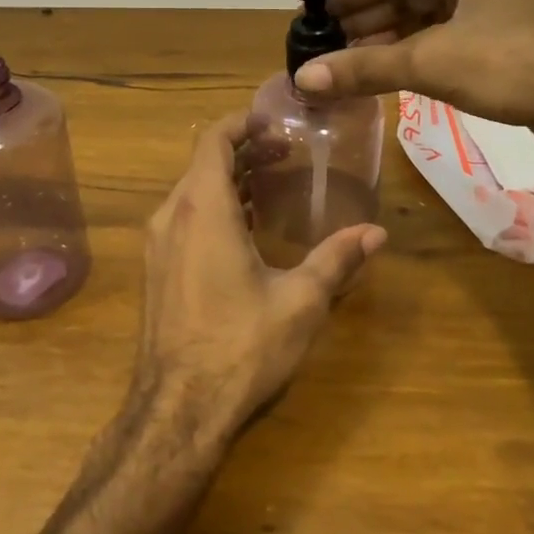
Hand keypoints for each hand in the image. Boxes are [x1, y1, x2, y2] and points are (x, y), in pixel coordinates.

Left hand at [133, 113, 385, 444]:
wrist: (177, 411)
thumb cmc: (240, 347)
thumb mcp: (299, 302)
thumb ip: (337, 260)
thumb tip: (377, 233)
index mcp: (203, 209)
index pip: (215, 140)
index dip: (243, 123)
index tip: (276, 122)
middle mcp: (172, 216)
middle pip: (204, 163)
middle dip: (245, 151)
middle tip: (287, 154)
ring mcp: (158, 245)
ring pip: (192, 192)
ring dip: (230, 181)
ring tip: (273, 184)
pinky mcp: (156, 270)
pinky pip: (184, 219)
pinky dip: (215, 208)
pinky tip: (247, 229)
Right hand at [293, 0, 533, 146]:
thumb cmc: (511, 66)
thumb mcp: (432, 63)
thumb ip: (364, 68)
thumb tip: (302, 79)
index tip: (313, 17)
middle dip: (364, 20)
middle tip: (323, 46)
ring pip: (422, 13)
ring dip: (384, 39)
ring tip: (343, 63)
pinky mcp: (497, 30)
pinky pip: (441, 32)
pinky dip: (410, 50)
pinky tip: (380, 70)